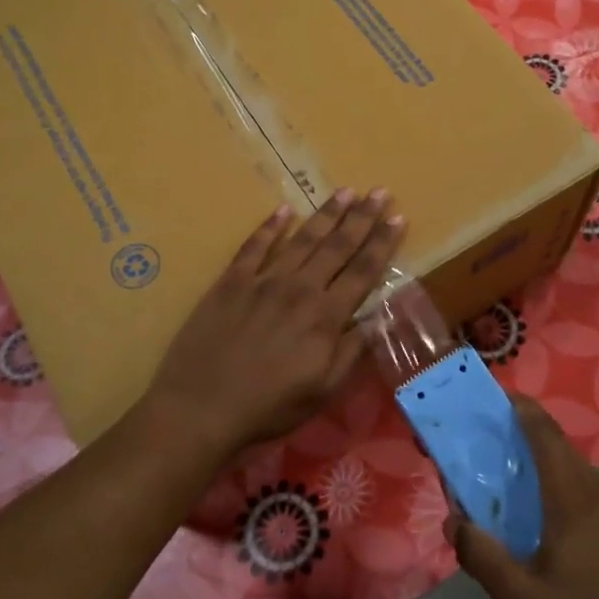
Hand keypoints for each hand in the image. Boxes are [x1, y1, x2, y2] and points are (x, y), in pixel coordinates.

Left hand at [148, 189, 404, 460]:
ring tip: (346, 191)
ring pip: (302, 239)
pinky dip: (270, 226)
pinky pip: (254, 246)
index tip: (398, 217)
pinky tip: (284, 210)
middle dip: (362, 217)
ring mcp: (263, 281)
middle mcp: (299, 289)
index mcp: (326, 317)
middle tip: (380, 191)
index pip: (363, 271)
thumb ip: (352, 351)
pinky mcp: (231, 282)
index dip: (383, 243)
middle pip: (337, 246)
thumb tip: (377, 317)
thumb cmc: (268, 406)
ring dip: (326, 213)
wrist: (200, 407)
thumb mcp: (323, 391)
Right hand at [449, 395, 598, 598]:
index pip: (546, 433)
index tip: (500, 399)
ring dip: (554, 476)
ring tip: (528, 502)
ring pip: (584, 478)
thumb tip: (454, 521)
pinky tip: (570, 541)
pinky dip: (577, 500)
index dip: (523, 409)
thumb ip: (482, 556)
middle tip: (499, 456)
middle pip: (563, 452)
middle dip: (530, 443)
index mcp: (574, 497)